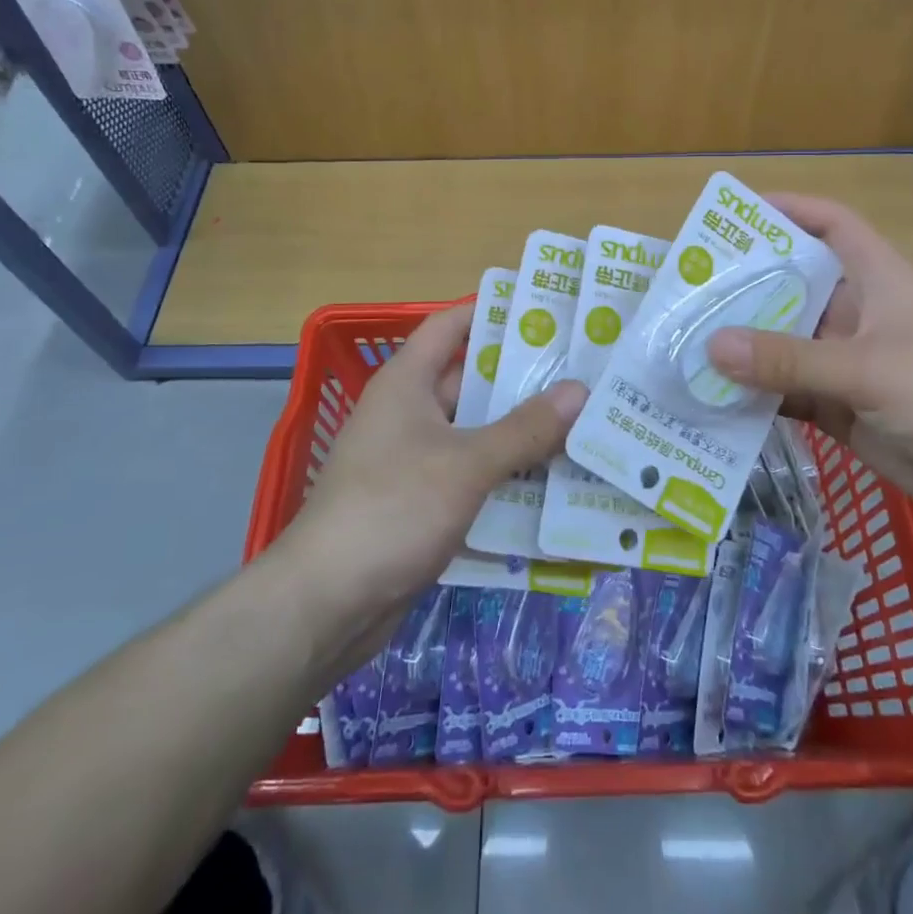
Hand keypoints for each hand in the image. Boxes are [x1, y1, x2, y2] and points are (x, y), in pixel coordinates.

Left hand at [269, 303, 584, 653]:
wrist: (327, 603)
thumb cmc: (393, 508)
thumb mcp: (466, 464)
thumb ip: (524, 428)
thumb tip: (580, 389)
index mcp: (407, 382)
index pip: (451, 325)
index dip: (494, 313)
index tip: (548, 311)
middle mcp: (410, 412)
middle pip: (472, 381)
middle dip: (524, 379)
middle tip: (585, 375)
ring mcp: (415, 460)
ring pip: (477, 433)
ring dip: (523, 433)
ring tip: (585, 425)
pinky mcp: (423, 503)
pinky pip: (474, 476)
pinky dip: (508, 476)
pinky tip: (555, 482)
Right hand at [705, 193, 912, 535]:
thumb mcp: (867, 369)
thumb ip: (788, 359)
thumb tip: (712, 345)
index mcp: (877, 279)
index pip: (831, 224)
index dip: (789, 210)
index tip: (737, 214)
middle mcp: (857, 313)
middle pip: (793, 284)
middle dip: (745, 284)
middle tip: (688, 286)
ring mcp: (847, 361)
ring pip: (783, 341)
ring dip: (743, 343)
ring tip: (685, 338)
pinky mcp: (840, 405)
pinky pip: (786, 389)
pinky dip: (753, 392)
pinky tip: (711, 394)